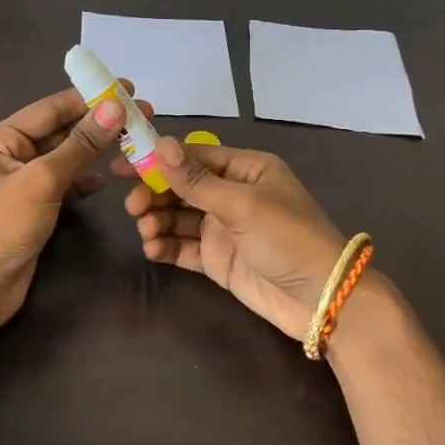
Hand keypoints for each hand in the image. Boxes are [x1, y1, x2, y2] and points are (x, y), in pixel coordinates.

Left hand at [0, 87, 128, 327]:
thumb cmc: (1, 226)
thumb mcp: (42, 180)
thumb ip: (80, 145)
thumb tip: (115, 108)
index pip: (51, 109)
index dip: (90, 98)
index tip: (129, 90)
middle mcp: (8, 154)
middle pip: (60, 131)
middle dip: (98, 124)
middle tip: (142, 115)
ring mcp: (21, 183)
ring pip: (65, 158)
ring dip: (96, 151)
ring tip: (134, 142)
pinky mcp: (33, 208)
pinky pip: (64, 184)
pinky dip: (84, 180)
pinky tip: (106, 179)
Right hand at [118, 136, 346, 339]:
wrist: (322, 300)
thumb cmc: (287, 238)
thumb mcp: (242, 204)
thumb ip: (196, 180)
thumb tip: (159, 144)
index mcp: (245, 170)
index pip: (193, 157)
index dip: (157, 160)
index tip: (122, 166)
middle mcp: (232, 195)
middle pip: (181, 187)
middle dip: (154, 194)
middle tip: (133, 207)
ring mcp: (224, 229)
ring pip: (177, 218)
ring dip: (157, 221)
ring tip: (146, 232)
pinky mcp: (217, 260)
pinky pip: (183, 247)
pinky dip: (165, 246)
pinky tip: (153, 250)